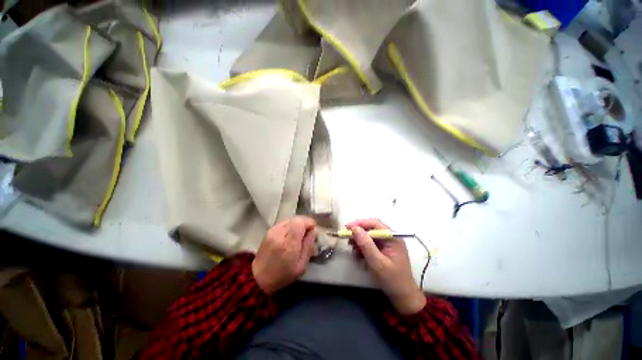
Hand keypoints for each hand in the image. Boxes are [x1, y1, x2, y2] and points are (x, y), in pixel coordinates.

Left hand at [252, 216, 316, 294]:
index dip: (309, 222)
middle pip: (295, 219)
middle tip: (308, 231)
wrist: (259, 278)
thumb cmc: (283, 275)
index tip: (313, 229)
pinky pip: (283, 222)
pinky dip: (290, 225)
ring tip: (300, 232)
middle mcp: (280, 235)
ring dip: (298, 223)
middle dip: (305, 222)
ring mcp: (273, 231)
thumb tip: (313, 231)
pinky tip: (291, 233)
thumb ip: (308, 246)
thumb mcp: (301, 265)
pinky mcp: (269, 231)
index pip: (300, 223)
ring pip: (290, 219)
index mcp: (289, 245)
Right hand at [347, 219, 425, 314]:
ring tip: (353, 248)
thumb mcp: (377, 263)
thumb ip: (366, 245)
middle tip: (347, 238)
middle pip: (371, 229)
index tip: (347, 227)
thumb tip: (355, 228)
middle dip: (359, 233)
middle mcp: (390, 238)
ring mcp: (387, 244)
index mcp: (393, 238)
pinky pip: (370, 244)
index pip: (375, 224)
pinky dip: (363, 247)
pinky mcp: (383, 250)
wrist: (403, 297)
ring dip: (360, 241)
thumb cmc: (392, 280)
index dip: (360, 223)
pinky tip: (358, 254)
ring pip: (369, 236)